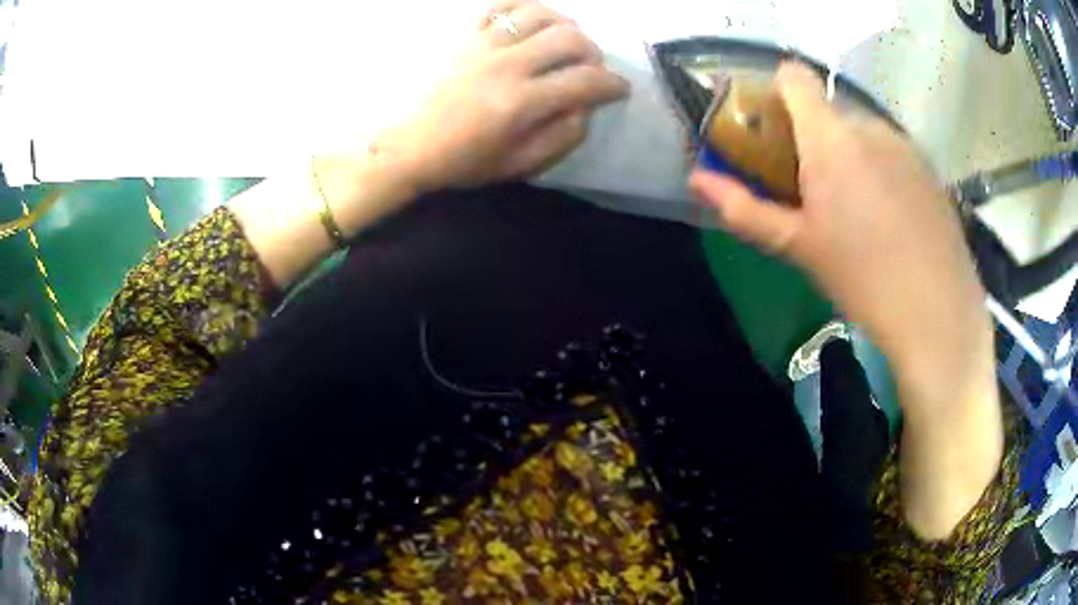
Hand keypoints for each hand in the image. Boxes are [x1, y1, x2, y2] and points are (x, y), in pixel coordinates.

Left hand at [387, 0, 629, 191]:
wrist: (407, 146)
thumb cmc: (463, 160)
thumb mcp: (518, 164)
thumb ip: (560, 136)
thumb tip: (585, 108)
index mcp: (521, 103)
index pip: (585, 82)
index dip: (613, 85)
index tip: (619, 89)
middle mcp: (507, 65)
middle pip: (570, 38)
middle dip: (594, 52)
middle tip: (591, 67)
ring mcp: (483, 44)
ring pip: (539, 14)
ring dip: (564, 24)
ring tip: (565, 40)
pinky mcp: (466, 36)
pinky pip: (500, 6)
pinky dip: (524, 7)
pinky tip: (532, 20)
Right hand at [689, 63, 1001, 539]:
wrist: (937, 314)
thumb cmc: (862, 279)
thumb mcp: (798, 247)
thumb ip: (745, 208)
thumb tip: (696, 181)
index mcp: (830, 138)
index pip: (794, 76)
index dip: (776, 91)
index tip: (772, 129)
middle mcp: (869, 126)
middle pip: (828, 108)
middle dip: (812, 135)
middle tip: (812, 186)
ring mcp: (904, 145)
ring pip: (863, 131)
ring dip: (849, 153)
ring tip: (856, 209)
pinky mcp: (929, 168)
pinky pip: (892, 152)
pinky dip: (881, 168)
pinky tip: (891, 218)